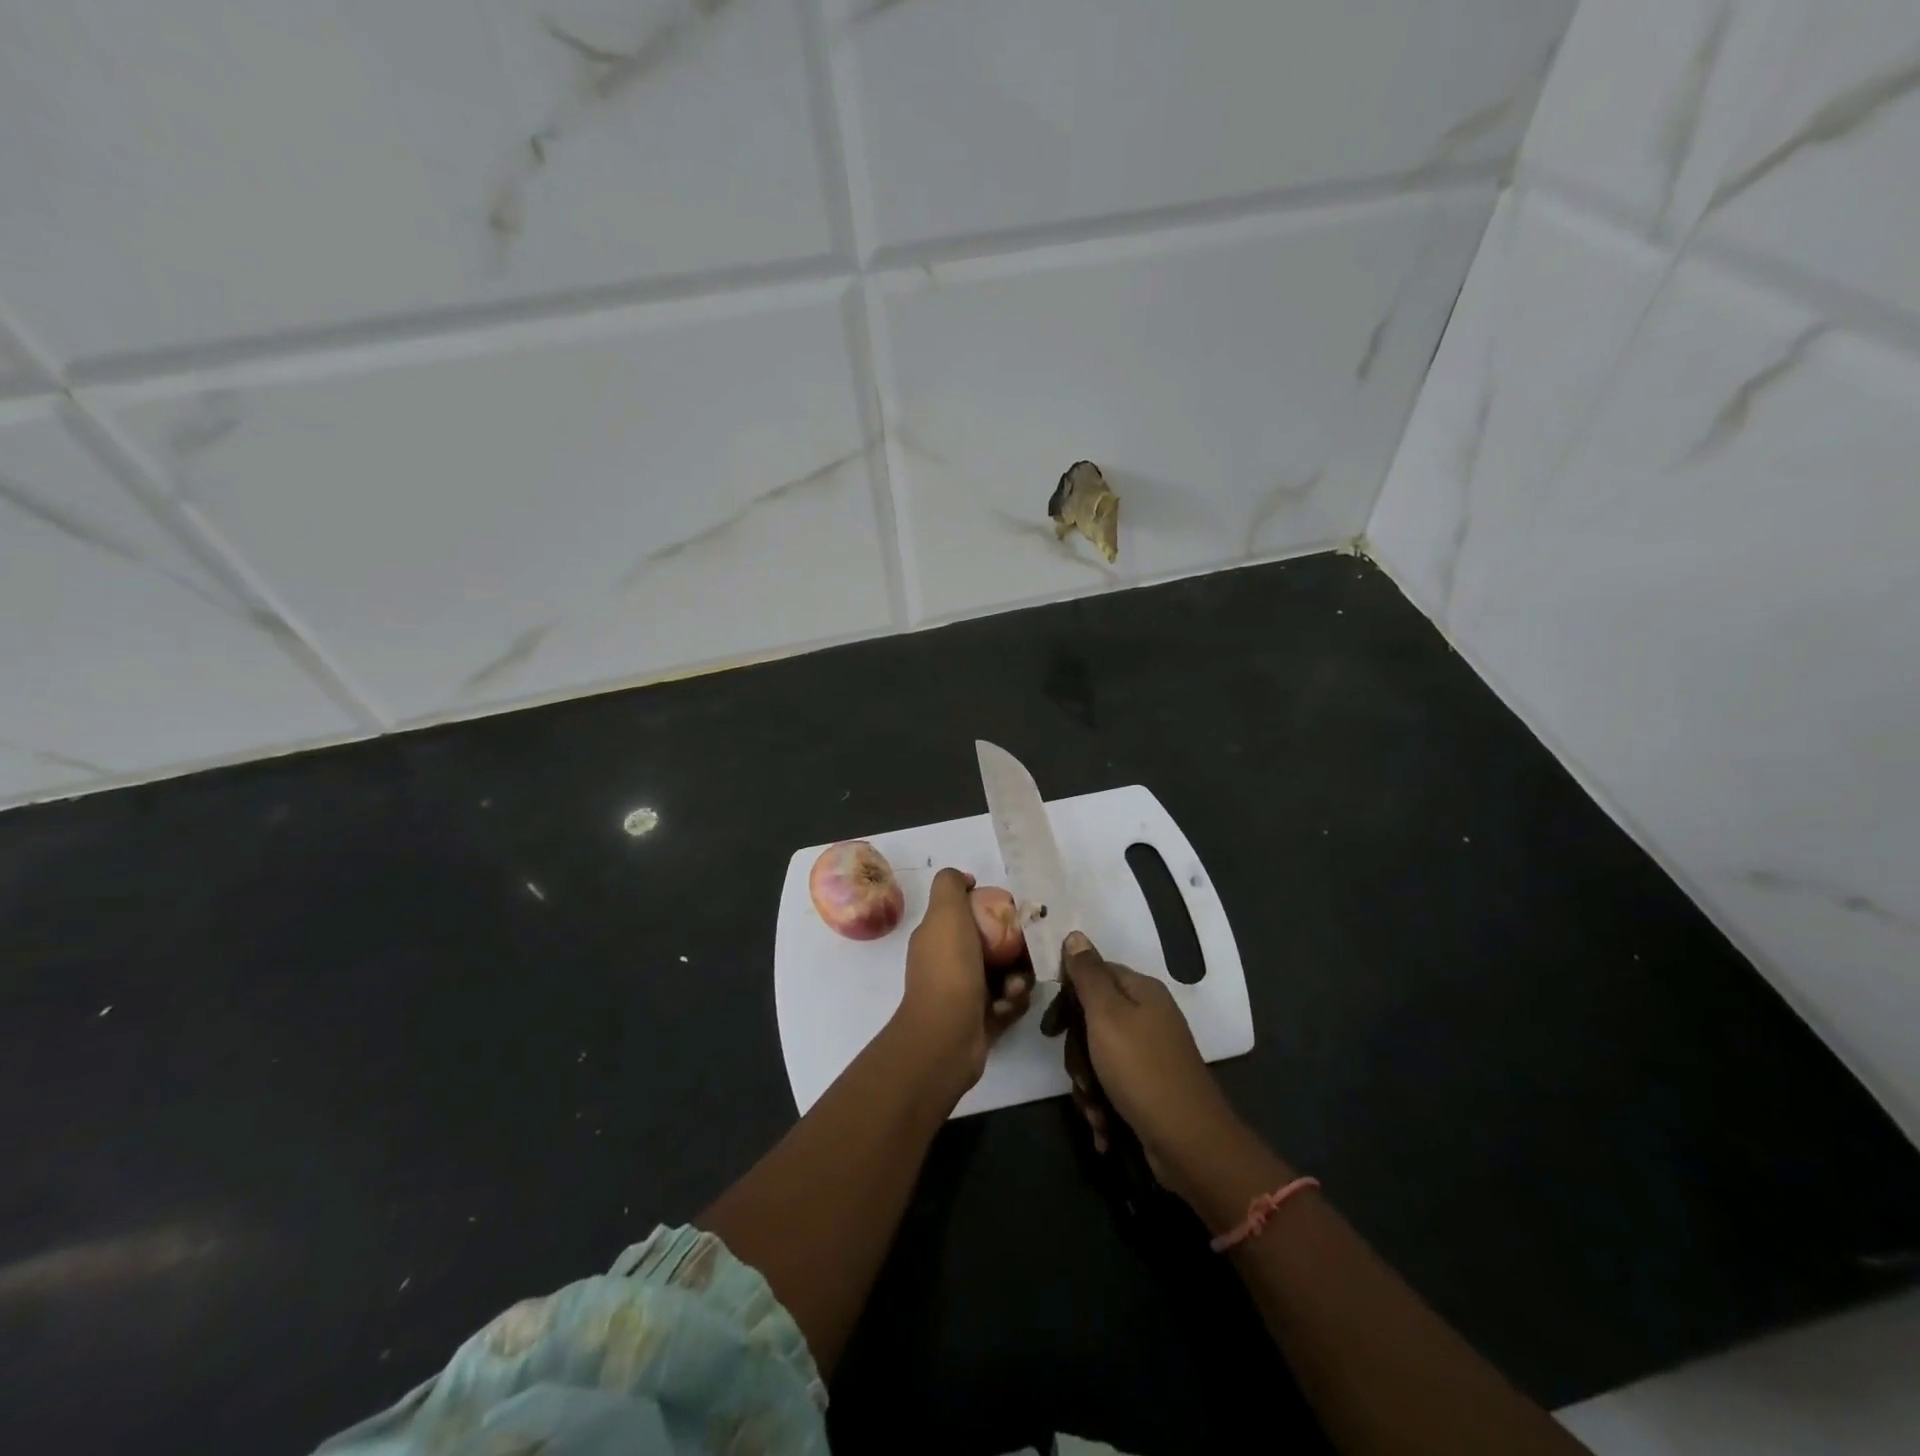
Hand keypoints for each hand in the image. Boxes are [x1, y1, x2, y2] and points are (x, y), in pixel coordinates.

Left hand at [893, 869, 1031, 1093]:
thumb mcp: (945, 913)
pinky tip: (1006, 1007)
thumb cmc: (949, 969)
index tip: (1011, 913)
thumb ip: (950, 886)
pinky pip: (1008, 1002)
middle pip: (993, 945)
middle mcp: (948, 962)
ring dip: (1016, 978)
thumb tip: (965, 879)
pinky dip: (1012, 1002)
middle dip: (1014, 949)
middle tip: (1025, 953)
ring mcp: (963, 993)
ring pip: (1004, 974)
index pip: (969, 914)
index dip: (991, 910)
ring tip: (1013, 988)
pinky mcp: (980, 1019)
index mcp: (937, 937)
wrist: (946, 1036)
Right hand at [1053, 930, 1237, 1190]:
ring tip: (1094, 1108)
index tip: (1051, 1028)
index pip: (1092, 973)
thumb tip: (1075, 934)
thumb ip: (1088, 974)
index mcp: (1141, 991)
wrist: (1189, 1143)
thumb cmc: (1142, 1070)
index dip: (1067, 997)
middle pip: (1091, 1018)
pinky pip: (1111, 1083)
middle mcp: (1147, 1015)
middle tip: (1080, 1076)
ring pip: (1096, 1055)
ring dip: (1087, 1085)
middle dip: (1077, 1052)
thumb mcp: (1107, 1015)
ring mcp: (1150, 1052)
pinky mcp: (1148, 1085)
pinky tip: (1103, 1126)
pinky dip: (1102, 1104)